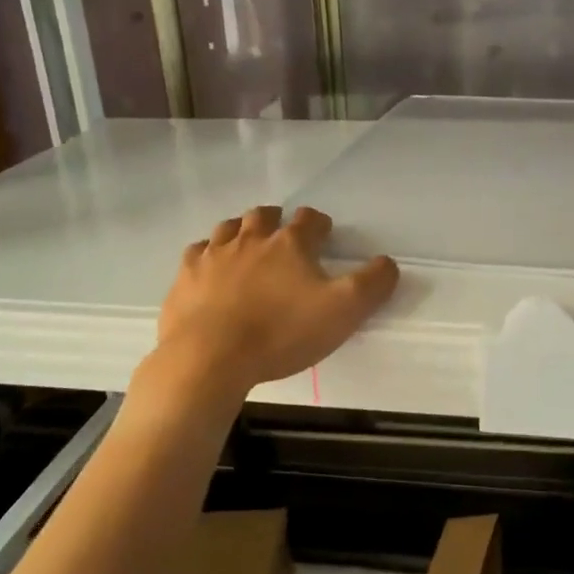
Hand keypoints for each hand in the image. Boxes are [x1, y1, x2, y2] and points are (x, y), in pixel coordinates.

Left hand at [153, 205, 398, 396]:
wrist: (210, 357)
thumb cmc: (282, 333)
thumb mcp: (343, 311)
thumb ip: (372, 284)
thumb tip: (388, 262)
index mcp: (290, 244)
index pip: (309, 219)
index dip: (319, 224)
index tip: (324, 235)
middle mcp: (250, 239)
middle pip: (263, 215)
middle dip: (277, 220)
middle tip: (283, 235)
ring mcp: (213, 255)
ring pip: (228, 228)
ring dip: (241, 231)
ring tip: (247, 245)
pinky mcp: (185, 277)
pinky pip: (197, 252)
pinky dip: (207, 254)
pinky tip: (210, 268)